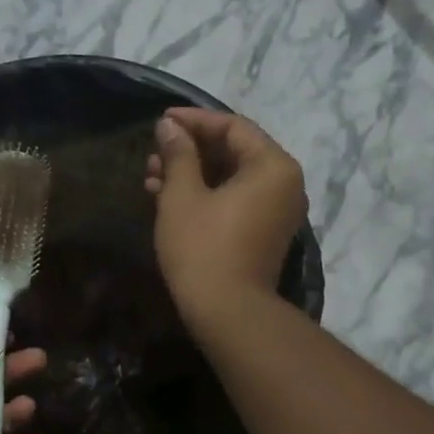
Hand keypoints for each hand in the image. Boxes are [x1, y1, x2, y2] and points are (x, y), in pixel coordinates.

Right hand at [145, 107, 306, 318]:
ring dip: (191, 174)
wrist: (226, 312)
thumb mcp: (182, 195)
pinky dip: (204, 195)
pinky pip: (234, 201)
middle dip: (189, 150)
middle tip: (153, 153)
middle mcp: (283, 183)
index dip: (193, 121)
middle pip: (234, 152)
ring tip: (151, 177)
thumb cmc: (203, 248)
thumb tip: (169, 127)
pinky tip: (166, 198)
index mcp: (272, 166)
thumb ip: (178, 154)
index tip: (161, 121)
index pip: (232, 127)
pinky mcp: (263, 233)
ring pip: (230, 178)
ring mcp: (276, 211)